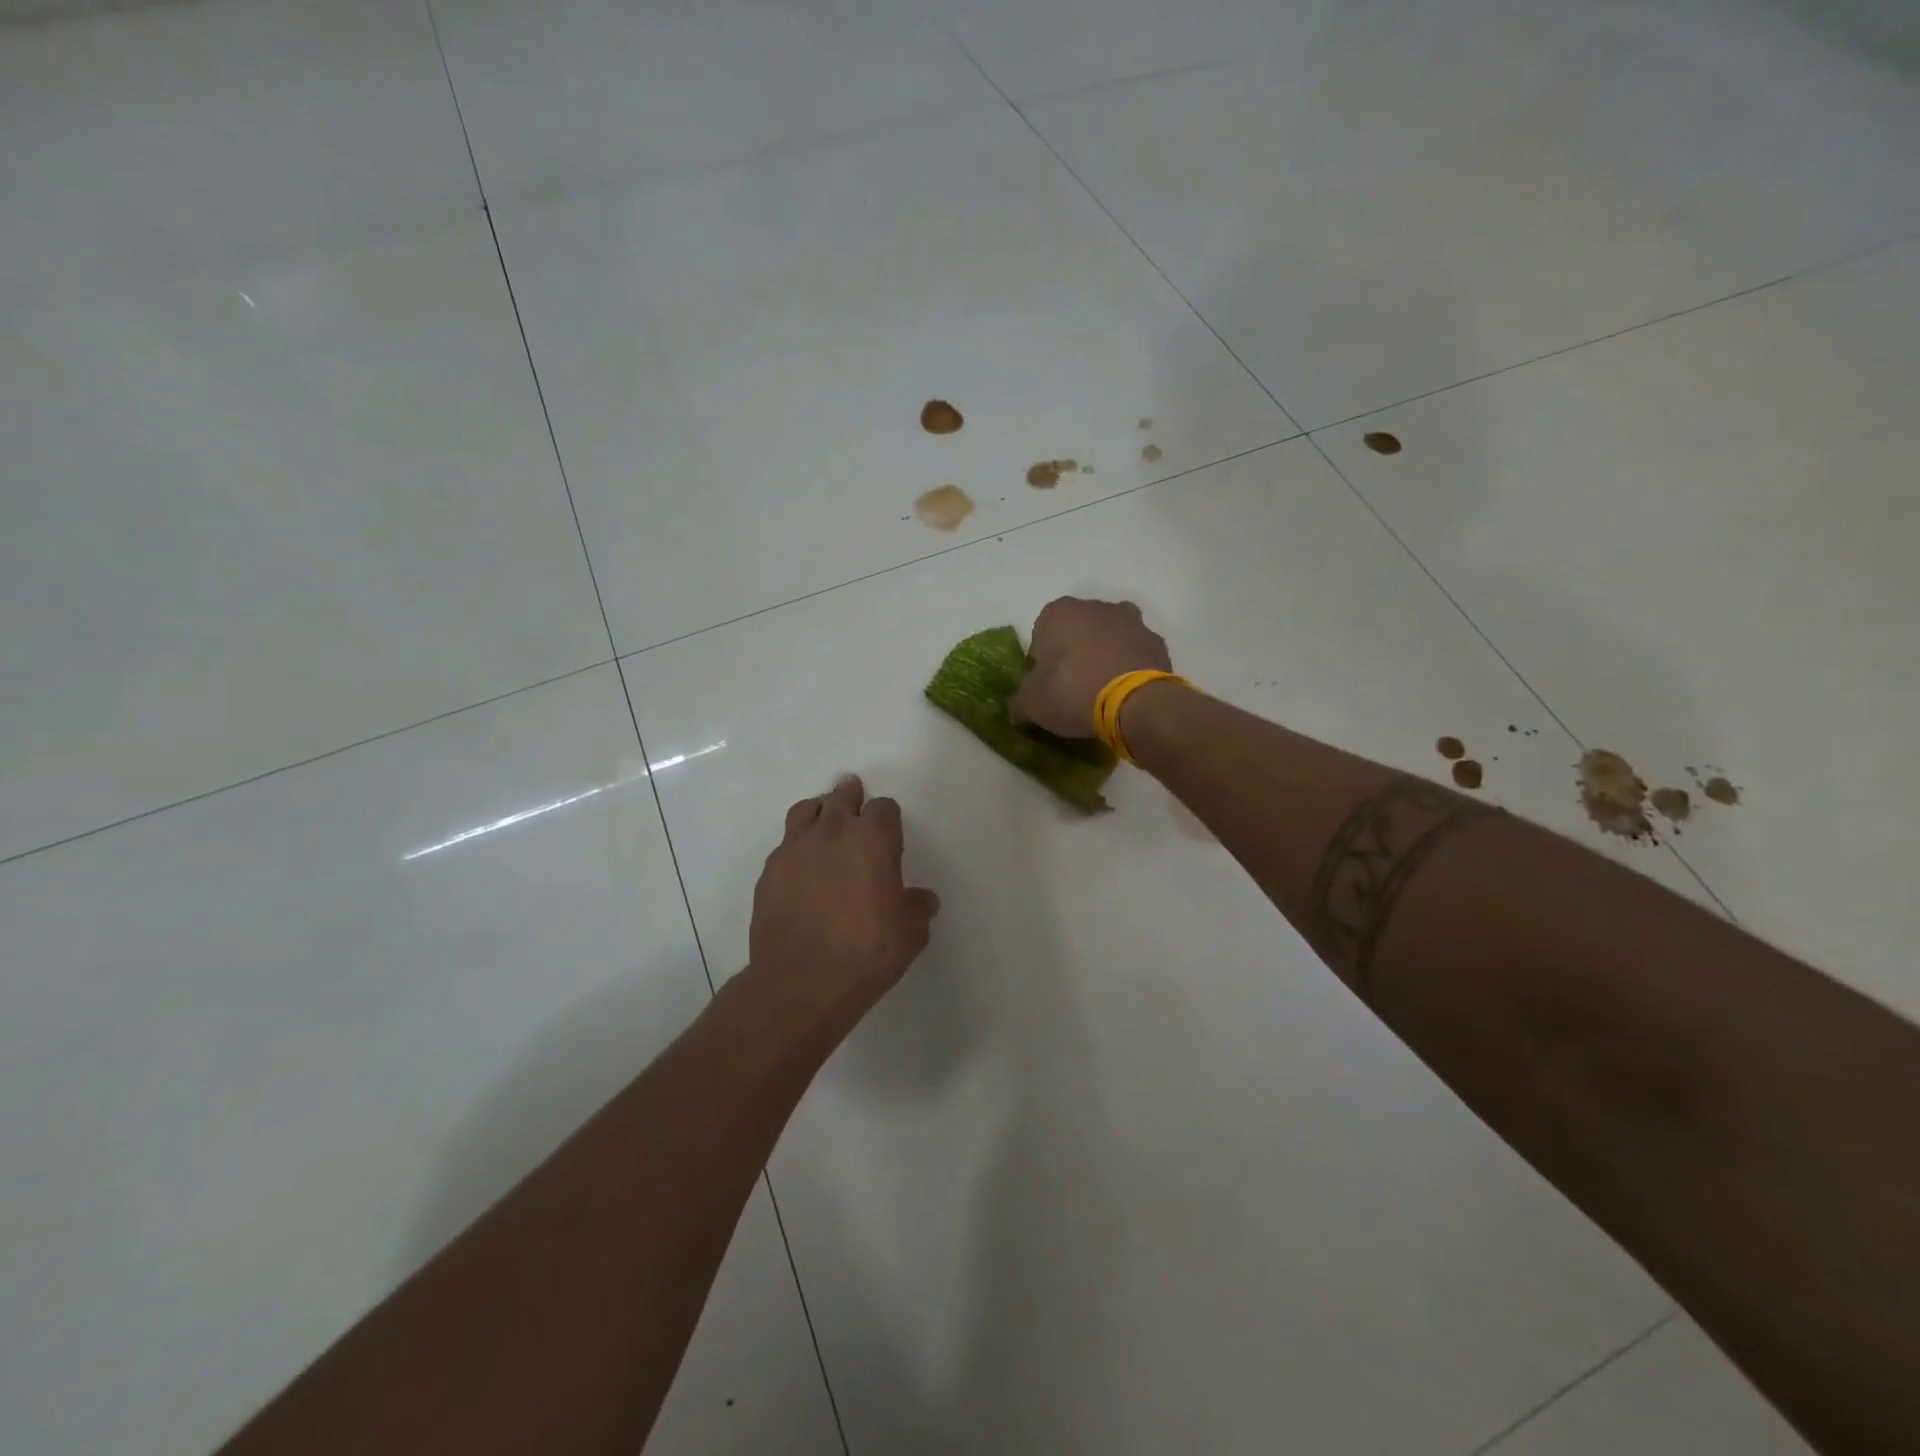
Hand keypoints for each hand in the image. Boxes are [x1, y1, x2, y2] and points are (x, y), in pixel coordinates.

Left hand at [745, 775, 939, 1037]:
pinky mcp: (770, 871)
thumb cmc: (866, 954)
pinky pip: (785, 844)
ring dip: (819, 812)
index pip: (884, 808)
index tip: (889, 834)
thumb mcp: (910, 934)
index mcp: (873, 839)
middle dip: (851, 797)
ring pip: (807, 810)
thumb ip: (917, 909)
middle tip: (854, 801)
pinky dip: (796, 846)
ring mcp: (795, 848)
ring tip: (824, 824)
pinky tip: (801, 868)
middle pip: (842, 797)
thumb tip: (922, 900)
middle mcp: (833, 832)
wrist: (801, 983)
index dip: (888, 818)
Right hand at [1012, 596, 1172, 736]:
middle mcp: (1095, 607)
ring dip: (1104, 655)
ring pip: (1109, 636)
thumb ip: (1021, 702)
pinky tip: (1126, 692)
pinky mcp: (1156, 641)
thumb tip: (1020, 711)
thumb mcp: (1032, 704)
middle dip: (1074, 652)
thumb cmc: (1073, 692)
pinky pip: (1134, 652)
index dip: (1041, 661)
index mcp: (1059, 612)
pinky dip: (1129, 665)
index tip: (1047, 684)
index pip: (1041, 634)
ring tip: (1102, 688)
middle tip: (1072, 687)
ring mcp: (1130, 621)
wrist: (1135, 703)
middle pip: (1077, 630)